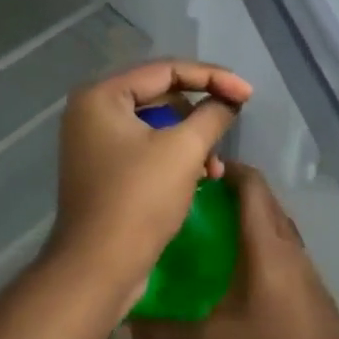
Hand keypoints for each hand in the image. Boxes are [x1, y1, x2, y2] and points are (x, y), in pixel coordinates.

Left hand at [46, 60, 251, 307]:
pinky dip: (174, 158)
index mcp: (101, 96)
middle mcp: (92, 113)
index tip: (247, 93)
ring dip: (190, 140)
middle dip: (200, 112)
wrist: (99, 267)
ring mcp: (95, 144)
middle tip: (233, 122)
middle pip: (159, 96)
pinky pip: (146, 150)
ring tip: (214, 167)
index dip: (212, 77)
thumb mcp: (183, 150)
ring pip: (156, 126)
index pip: (165, 70)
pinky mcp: (104, 172)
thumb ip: (212, 115)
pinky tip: (199, 178)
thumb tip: (229, 100)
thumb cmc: (139, 200)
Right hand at [130, 164, 338, 338]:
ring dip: (243, 220)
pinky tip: (230, 276)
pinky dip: (254, 246)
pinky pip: (277, 251)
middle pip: (262, 200)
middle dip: (228, 192)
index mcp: (266, 246)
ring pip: (271, 225)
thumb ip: (164, 335)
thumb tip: (129, 323)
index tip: (192, 172)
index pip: (251, 185)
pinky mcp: (308, 290)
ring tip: (203, 235)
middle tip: (188, 204)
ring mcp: (303, 268)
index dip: (225, 169)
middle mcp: (288, 247)